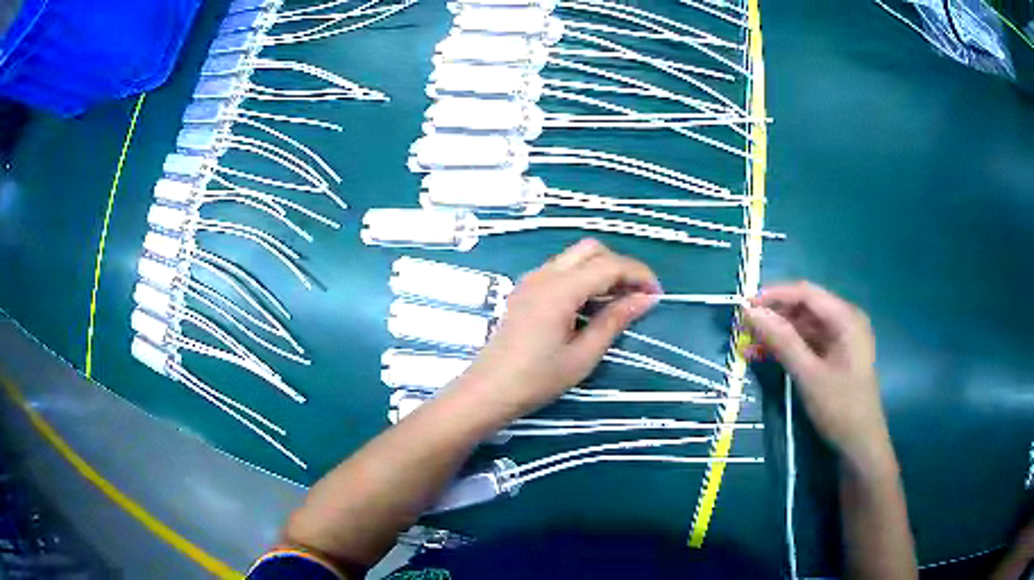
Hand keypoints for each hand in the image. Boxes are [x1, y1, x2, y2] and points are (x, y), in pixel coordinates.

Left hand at [455, 239, 659, 424]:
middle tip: (637, 295)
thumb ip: (614, 321)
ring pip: (575, 257)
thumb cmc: (537, 380)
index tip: (657, 295)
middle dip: (620, 265)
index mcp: (559, 290)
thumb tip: (646, 299)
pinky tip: (591, 305)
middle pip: (591, 250)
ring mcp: (531, 280)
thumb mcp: (583, 356)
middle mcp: (544, 275)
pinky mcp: (525, 290)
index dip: (638, 274)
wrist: (488, 391)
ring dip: (601, 270)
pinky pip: (561, 270)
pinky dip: (583, 277)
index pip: (609, 265)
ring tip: (619, 302)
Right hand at [743, 282, 893, 471]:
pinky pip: (808, 343)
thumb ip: (782, 341)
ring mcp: (841, 339)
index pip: (806, 293)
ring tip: (749, 346)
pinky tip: (766, 356)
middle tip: (743, 329)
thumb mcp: (809, 375)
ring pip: (804, 327)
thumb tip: (751, 313)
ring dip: (777, 334)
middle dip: (774, 317)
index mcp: (846, 318)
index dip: (774, 296)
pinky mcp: (835, 356)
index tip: (744, 307)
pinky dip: (787, 348)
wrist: (860, 445)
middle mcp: (845, 321)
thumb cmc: (840, 408)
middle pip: (805, 308)